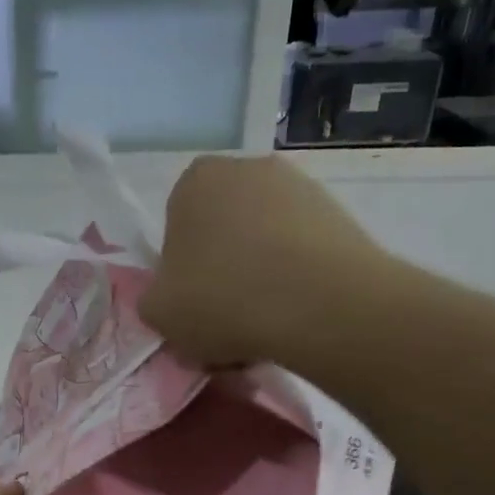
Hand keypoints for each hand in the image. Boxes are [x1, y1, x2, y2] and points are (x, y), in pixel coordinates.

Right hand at [139, 155, 391, 368]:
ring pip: (264, 243)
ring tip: (265, 325)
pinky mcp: (339, 214)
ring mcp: (299, 187)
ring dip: (261, 278)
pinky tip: (296, 318)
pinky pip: (302, 253)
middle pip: (223, 231)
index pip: (176, 228)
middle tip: (226, 319)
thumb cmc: (222, 299)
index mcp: (195, 180)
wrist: (321, 305)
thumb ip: (154, 299)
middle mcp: (247, 169)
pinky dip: (296, 281)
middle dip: (223, 271)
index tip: (192, 305)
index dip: (180, 272)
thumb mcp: (158, 312)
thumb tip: (173, 299)